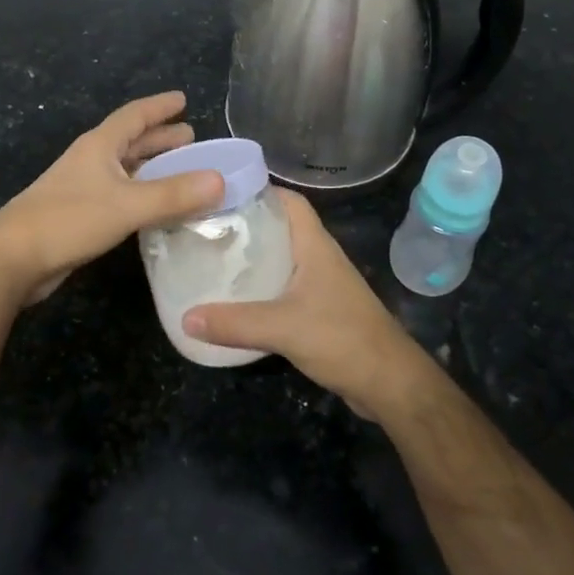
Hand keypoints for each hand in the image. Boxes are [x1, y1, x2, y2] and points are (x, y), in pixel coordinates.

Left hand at [0, 91, 224, 303]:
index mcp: (99, 146)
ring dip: (152, 167)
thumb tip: (220, 180)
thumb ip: (174, 194)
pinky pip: (120, 195)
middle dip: (160, 137)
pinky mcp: (80, 215)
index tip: (183, 99)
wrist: (13, 259)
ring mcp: (82, 188)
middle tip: (191, 137)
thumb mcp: (127, 205)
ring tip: (181, 170)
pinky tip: (155, 208)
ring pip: (125, 169)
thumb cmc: (68, 220)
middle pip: (130, 141)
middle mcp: (91, 161)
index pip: (134, 115)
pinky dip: (142, 194)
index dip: (159, 107)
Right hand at [183, 190, 435, 418]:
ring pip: (281, 258)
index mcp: (314, 246)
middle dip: (246, 224)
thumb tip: (185, 318)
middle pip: (280, 227)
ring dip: (252, 257)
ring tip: (212, 258)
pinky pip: (283, 287)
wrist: (389, 383)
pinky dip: (260, 287)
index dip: (259, 191)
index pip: (289, 201)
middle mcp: (318, 257)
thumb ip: (234, 323)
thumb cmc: (342, 339)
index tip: (219, 194)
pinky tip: (235, 298)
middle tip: (206, 227)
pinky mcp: (319, 310)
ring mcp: (321, 284)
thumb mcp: (283, 328)